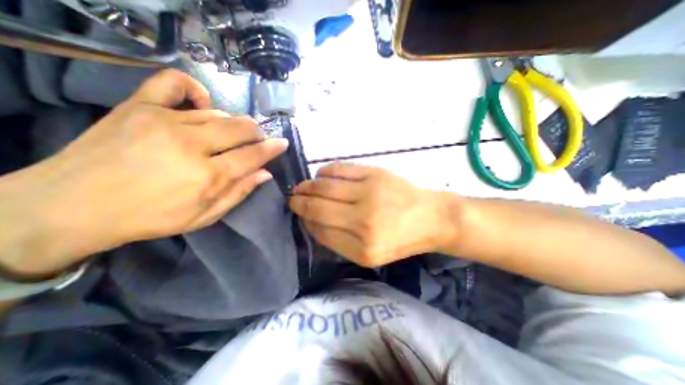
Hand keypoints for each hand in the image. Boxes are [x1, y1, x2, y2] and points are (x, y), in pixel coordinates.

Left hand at [0, 69, 287, 277]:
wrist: (72, 206)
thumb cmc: (151, 217)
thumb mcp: (205, 216)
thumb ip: (239, 192)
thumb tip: (265, 173)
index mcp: (208, 176)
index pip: (253, 155)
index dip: (272, 148)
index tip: (282, 143)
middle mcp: (192, 145)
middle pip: (242, 128)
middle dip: (256, 134)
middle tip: (255, 142)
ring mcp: (165, 121)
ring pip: (219, 113)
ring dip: (232, 125)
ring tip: (225, 136)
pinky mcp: (140, 106)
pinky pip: (176, 83)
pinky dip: (196, 90)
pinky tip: (201, 103)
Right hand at [286, 162, 458, 266]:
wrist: (431, 217)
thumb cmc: (401, 240)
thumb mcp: (370, 255)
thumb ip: (338, 242)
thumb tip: (312, 222)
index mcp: (363, 247)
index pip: (321, 231)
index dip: (306, 221)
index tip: (299, 215)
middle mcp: (363, 219)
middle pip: (318, 207)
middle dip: (299, 202)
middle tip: (291, 198)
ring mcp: (369, 192)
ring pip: (325, 186)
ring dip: (307, 186)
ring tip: (301, 187)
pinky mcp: (375, 173)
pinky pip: (340, 169)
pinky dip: (325, 171)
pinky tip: (320, 175)